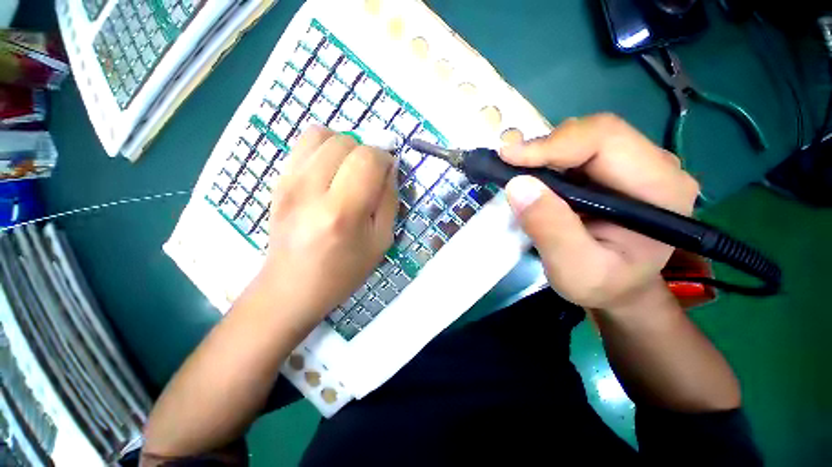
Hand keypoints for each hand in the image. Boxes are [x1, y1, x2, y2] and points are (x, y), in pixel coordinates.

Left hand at [256, 126, 396, 326]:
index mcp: (343, 212)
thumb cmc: (343, 270)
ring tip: (349, 169)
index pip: (368, 159)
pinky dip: (324, 147)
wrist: (292, 285)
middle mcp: (311, 189)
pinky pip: (304, 143)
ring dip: (344, 146)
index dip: (385, 159)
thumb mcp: (381, 241)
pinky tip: (330, 170)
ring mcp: (289, 182)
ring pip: (322, 134)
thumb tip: (390, 168)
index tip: (388, 172)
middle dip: (366, 152)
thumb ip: (389, 200)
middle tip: (369, 175)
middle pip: (346, 141)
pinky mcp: (278, 180)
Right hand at [501, 114, 699, 311]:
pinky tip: (532, 178)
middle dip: (544, 147)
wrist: (619, 290)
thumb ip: (551, 230)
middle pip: (593, 133)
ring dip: (542, 153)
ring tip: (517, 173)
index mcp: (660, 188)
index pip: (606, 139)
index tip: (509, 158)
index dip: (553, 144)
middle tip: (507, 165)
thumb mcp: (574, 270)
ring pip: (580, 138)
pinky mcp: (611, 171)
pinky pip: (574, 152)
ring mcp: (633, 165)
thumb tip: (518, 185)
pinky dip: (545, 161)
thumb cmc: (603, 285)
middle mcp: (654, 166)